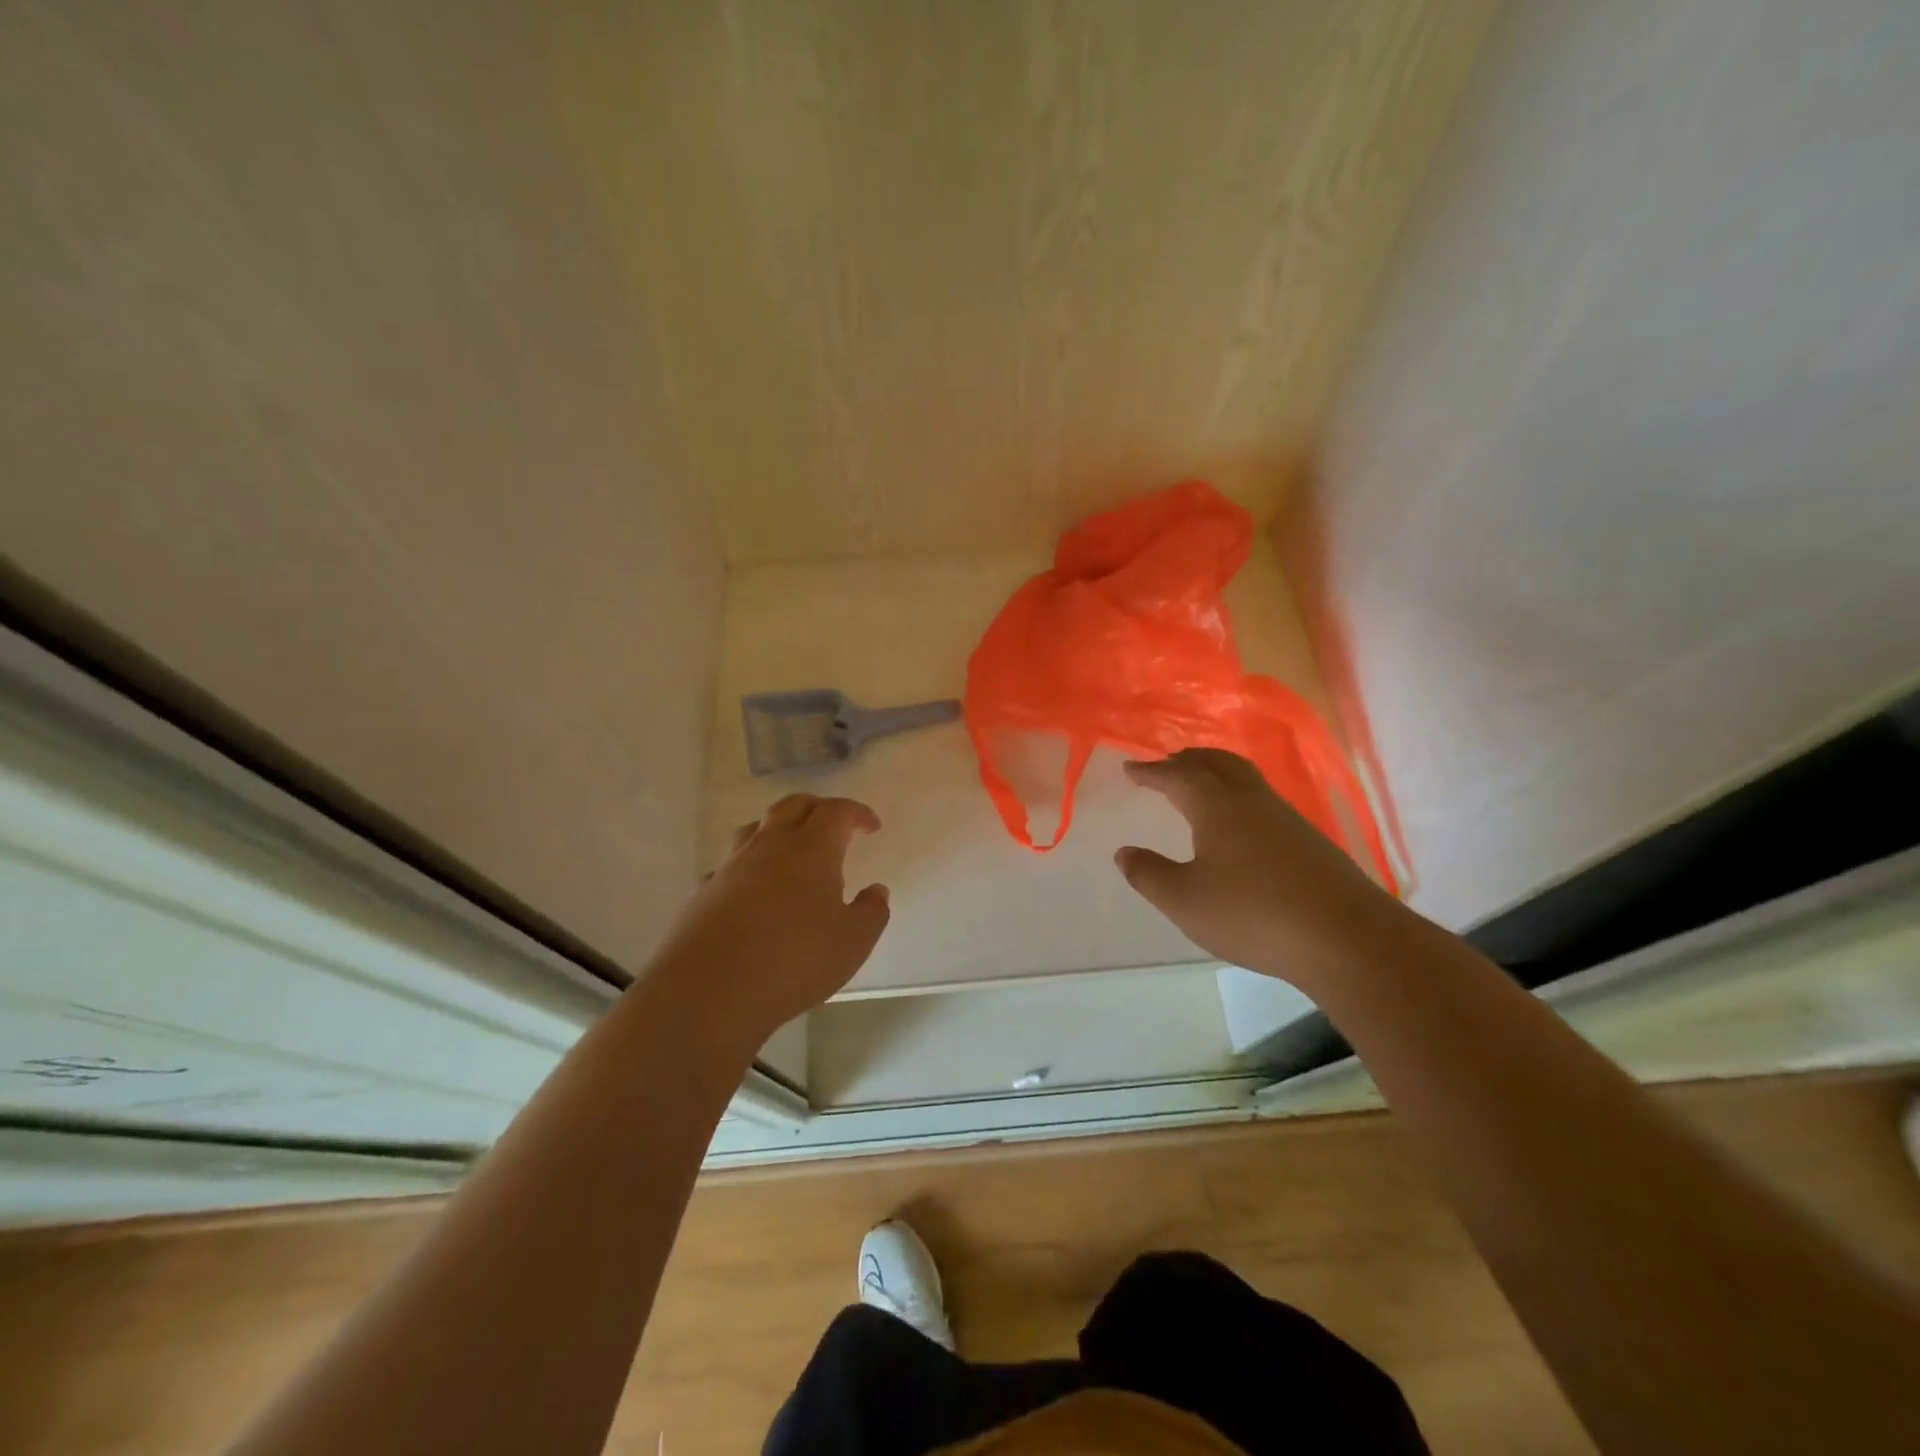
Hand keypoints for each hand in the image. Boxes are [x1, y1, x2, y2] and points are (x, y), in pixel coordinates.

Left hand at [645, 794, 889, 1050]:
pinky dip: (748, 866)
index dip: (856, 813)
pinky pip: (730, 864)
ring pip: (756, 828)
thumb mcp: (853, 942)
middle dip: (818, 809)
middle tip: (834, 827)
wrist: (709, 989)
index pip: (836, 811)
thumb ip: (871, 912)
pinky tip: (752, 890)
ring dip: (779, 829)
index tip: (871, 825)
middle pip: (793, 806)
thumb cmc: (794, 960)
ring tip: (792, 851)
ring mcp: (731, 866)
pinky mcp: (704, 891)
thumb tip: (876, 891)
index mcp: (811, 849)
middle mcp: (769, 845)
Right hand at [1115, 749, 1404, 991]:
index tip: (1130, 768)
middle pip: (1216, 763)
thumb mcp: (1184, 900)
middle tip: (1166, 765)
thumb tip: (1124, 853)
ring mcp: (1285, 817)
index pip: (1176, 775)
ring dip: (1216, 773)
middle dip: (1186, 760)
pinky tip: (1240, 825)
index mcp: (1216, 806)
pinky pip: (1262, 800)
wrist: (1346, 937)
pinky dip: (1238, 795)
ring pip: (1244, 778)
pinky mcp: (1308, 840)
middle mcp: (1251, 800)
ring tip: (1200, 787)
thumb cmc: (1253, 914)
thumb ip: (1149, 875)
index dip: (1150, 771)